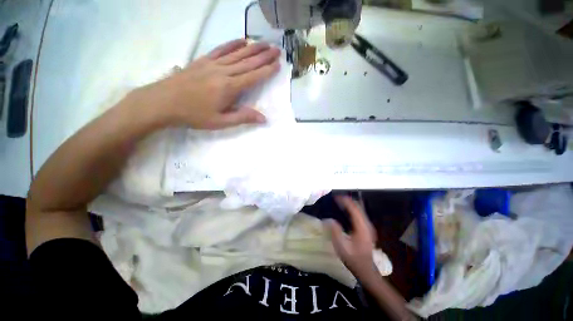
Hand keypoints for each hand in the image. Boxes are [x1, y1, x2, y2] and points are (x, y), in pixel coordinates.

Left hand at [135, 39, 280, 128]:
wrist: (163, 101)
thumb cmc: (194, 114)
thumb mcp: (220, 122)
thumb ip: (243, 118)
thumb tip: (264, 118)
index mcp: (229, 88)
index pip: (253, 77)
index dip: (266, 71)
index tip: (277, 64)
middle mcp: (223, 72)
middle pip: (248, 62)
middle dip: (264, 56)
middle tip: (277, 50)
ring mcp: (212, 64)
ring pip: (237, 54)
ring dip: (252, 48)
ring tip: (265, 43)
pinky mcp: (203, 60)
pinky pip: (221, 49)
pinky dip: (232, 44)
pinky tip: (241, 40)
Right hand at [325, 196, 377, 276]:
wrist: (366, 269)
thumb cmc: (353, 259)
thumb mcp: (341, 247)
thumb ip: (335, 232)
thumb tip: (328, 220)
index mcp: (361, 228)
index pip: (354, 209)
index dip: (345, 201)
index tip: (336, 197)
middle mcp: (367, 225)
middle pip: (358, 207)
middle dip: (348, 200)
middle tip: (337, 198)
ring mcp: (368, 227)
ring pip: (360, 210)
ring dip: (351, 204)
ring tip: (340, 202)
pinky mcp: (367, 229)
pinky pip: (360, 214)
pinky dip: (353, 209)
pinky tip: (347, 210)